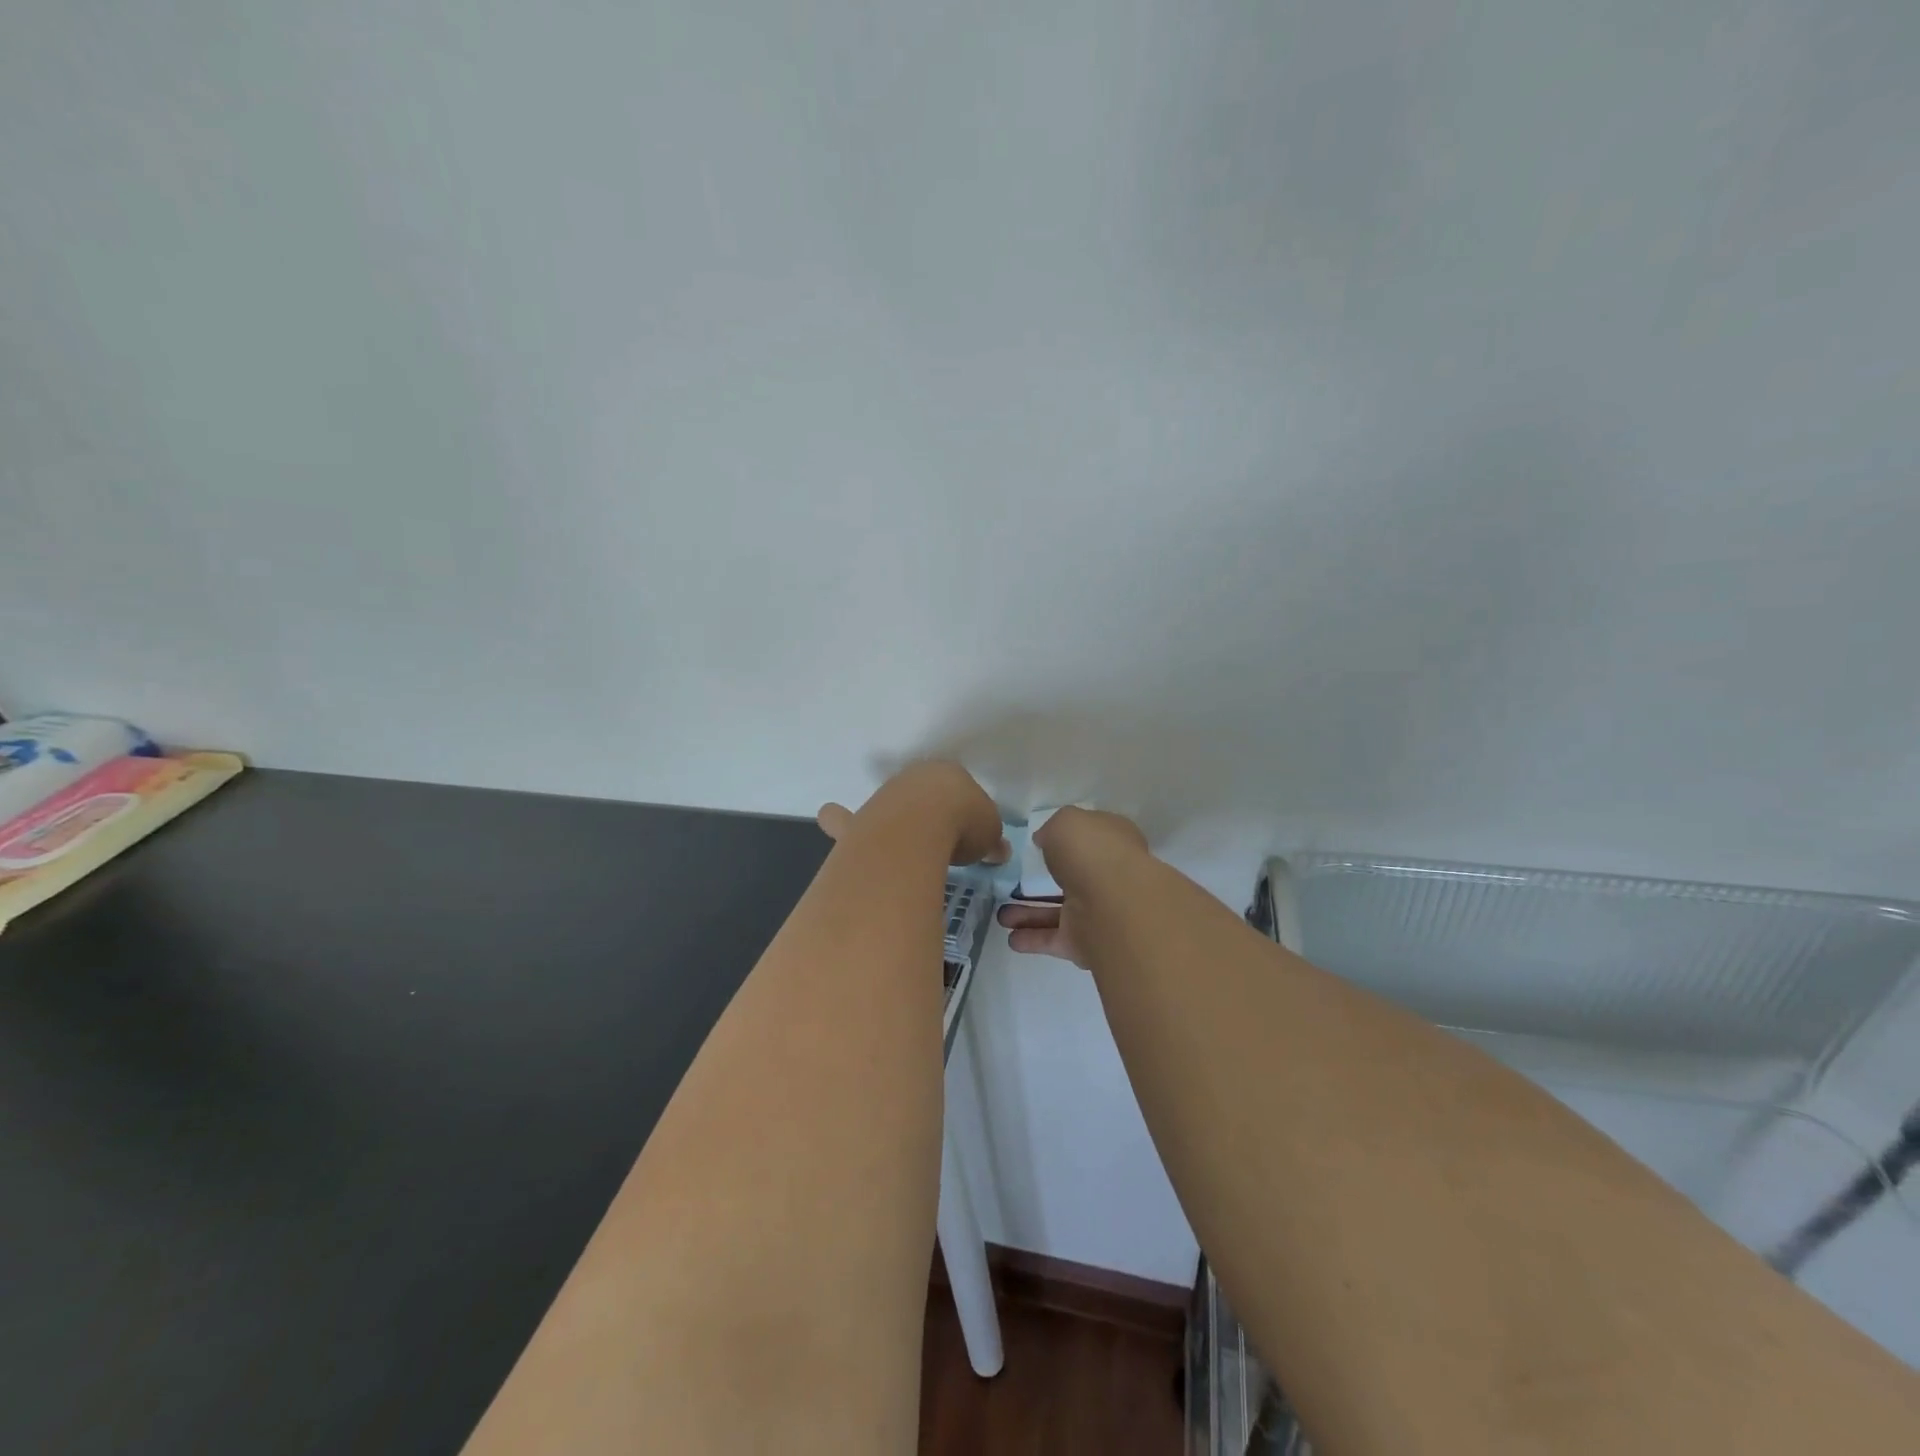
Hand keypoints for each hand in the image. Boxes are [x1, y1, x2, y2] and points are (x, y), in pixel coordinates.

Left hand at [815, 762, 1010, 866]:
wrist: (918, 825)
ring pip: (880, 806)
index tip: (968, 831)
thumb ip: (990, 839)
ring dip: (883, 818)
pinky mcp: (858, 822)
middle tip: (932, 835)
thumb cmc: (962, 820)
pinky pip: (845, 824)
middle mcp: (910, 780)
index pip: (956, 788)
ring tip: (882, 833)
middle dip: (922, 810)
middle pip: (917, 794)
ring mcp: (881, 799)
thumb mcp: (989, 831)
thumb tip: (998, 851)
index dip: (963, 809)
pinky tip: (835, 825)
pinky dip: (840, 824)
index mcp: (947, 775)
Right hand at [995, 807, 1147, 968]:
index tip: (1038, 845)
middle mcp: (1108, 876)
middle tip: (1013, 883)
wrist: (1114, 906)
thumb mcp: (1065, 822)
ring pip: (1059, 911)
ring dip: (1029, 913)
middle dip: (1042, 882)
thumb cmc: (1091, 852)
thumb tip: (1045, 840)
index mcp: (1111, 842)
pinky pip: (1055, 938)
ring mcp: (1098, 911)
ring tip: (1000, 915)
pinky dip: (1033, 938)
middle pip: (1071, 878)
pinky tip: (1011, 937)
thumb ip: (1052, 829)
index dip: (1065, 840)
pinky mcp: (1086, 942)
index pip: (1089, 839)